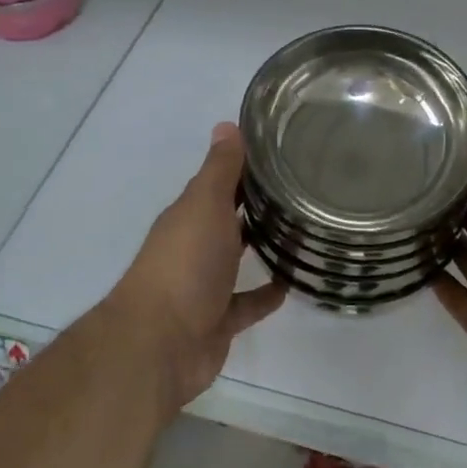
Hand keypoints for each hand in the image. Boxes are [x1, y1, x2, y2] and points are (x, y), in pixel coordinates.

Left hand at [105, 123, 284, 418]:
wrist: (161, 343)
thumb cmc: (185, 263)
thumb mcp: (205, 204)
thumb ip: (220, 169)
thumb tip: (227, 124)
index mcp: (190, 214)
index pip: (221, 182)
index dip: (247, 167)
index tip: (285, 152)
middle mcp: (196, 245)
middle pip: (229, 218)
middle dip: (258, 205)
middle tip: (305, 190)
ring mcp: (206, 284)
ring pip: (238, 258)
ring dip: (263, 247)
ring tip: (305, 232)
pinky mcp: (219, 321)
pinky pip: (247, 302)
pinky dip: (266, 294)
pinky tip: (293, 283)